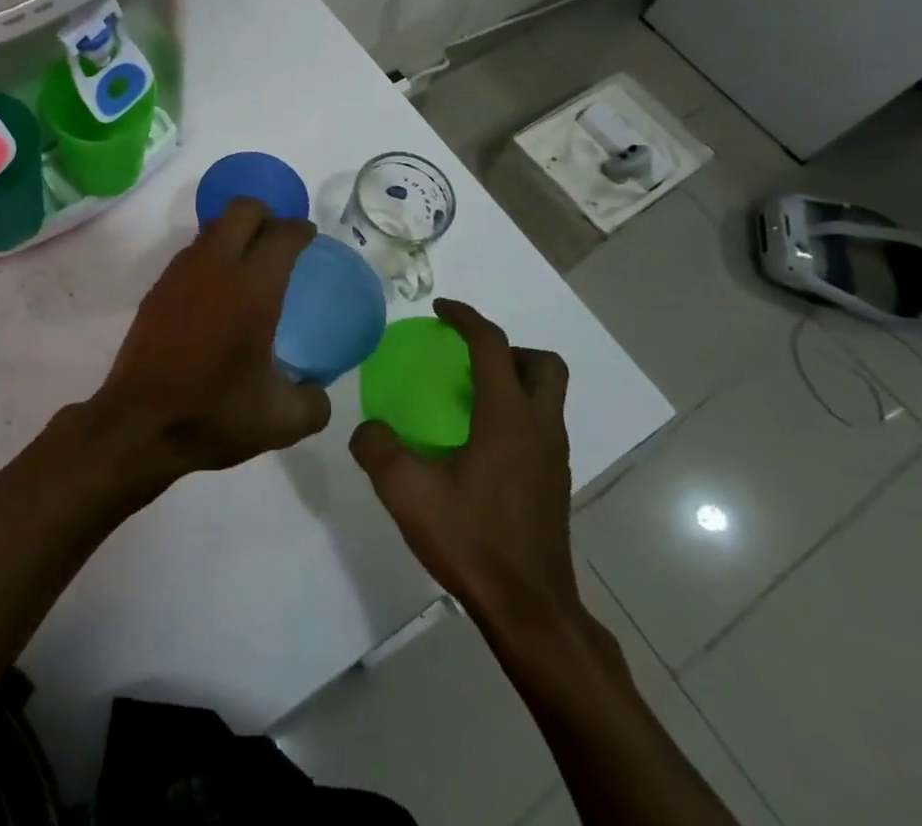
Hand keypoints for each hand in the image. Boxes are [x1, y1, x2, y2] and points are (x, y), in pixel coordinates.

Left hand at [89, 198, 331, 480]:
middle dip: (266, 215)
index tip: (309, 237)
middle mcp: (216, 266)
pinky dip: (211, 255)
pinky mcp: (158, 288)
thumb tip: (318, 391)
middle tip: (279, 242)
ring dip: (235, 232)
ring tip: (249, 265)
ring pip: (213, 226)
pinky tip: (217, 291)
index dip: (300, 230)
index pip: (282, 235)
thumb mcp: (280, 421)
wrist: (139, 425)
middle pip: (243, 209)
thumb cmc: (213, 415)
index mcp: (253, 288)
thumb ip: (313, 402)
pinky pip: (192, 251)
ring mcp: (181, 273)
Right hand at [350, 299, 584, 648]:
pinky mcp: (554, 482)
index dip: (466, 318)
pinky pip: (540, 425)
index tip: (440, 309)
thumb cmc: (472, 542)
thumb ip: (378, 449)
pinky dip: (514, 413)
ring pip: (547, 395)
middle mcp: (539, 427)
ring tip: (468, 397)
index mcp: (508, 418)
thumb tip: (367, 429)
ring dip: (513, 380)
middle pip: (543, 364)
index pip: (492, 345)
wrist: (530, 611)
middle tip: (467, 359)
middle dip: (507, 348)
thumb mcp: (407, 493)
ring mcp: (553, 457)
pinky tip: (478, 443)